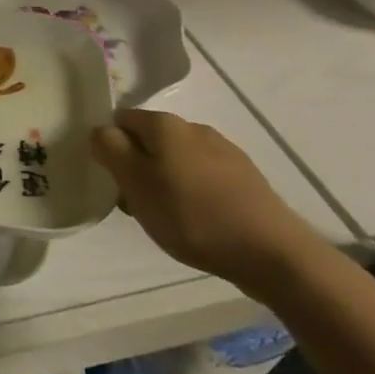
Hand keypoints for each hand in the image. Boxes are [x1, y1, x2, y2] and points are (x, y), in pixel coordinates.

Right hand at [92, 109, 324, 293]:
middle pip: (149, 140)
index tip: (111, 178)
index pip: (120, 119)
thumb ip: (109, 148)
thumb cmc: (191, 214)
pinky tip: (198, 221)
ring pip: (177, 160)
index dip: (109, 145)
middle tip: (135, 203)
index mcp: (164, 124)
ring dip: (164, 181)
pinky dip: (192, 193)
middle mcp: (194, 128)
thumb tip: (101, 131)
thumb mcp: (135, 182)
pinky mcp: (246, 179)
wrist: (272, 253)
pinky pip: (204, 177)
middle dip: (137, 166)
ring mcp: (225, 152)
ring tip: (167, 218)